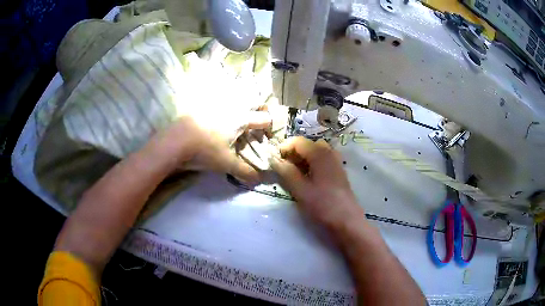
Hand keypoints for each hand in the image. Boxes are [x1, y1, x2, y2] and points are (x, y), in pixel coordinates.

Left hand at [153, 111, 271, 182]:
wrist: (174, 142)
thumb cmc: (205, 151)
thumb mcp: (226, 164)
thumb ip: (245, 171)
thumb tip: (259, 181)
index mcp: (240, 119)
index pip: (264, 118)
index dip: (270, 126)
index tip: (268, 135)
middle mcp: (231, 107)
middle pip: (252, 102)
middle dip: (257, 110)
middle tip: (255, 124)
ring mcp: (215, 104)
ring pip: (234, 99)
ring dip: (240, 106)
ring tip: (237, 121)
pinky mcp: (202, 105)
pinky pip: (219, 101)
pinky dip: (223, 106)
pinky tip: (219, 121)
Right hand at [270, 137, 363, 226]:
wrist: (347, 222)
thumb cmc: (323, 205)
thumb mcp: (300, 190)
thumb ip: (286, 172)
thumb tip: (273, 159)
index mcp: (320, 154)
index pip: (298, 141)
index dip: (284, 148)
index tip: (274, 161)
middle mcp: (329, 153)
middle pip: (307, 145)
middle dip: (292, 153)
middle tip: (283, 168)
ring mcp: (336, 162)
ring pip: (315, 153)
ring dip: (302, 159)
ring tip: (293, 174)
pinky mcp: (338, 172)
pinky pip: (322, 161)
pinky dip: (312, 164)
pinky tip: (307, 179)